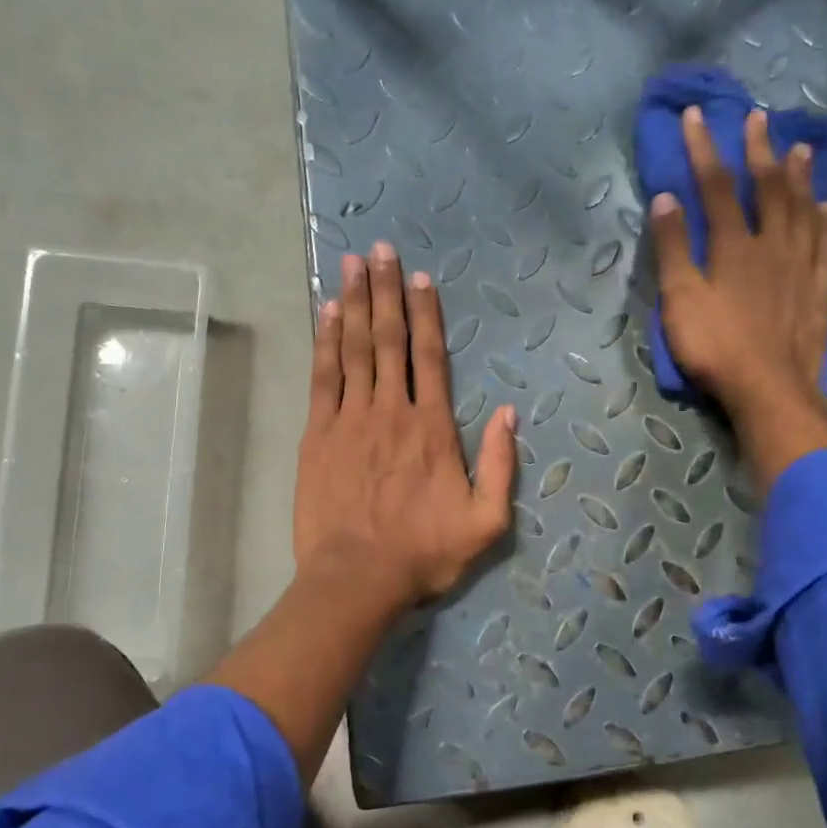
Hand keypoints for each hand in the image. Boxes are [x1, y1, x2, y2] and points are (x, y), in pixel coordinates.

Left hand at [294, 242, 516, 613]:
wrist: (357, 578)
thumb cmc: (424, 553)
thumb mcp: (486, 522)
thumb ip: (500, 466)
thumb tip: (508, 413)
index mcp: (432, 428)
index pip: (430, 357)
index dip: (426, 314)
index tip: (420, 278)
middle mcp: (391, 410)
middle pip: (389, 340)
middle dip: (385, 291)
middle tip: (379, 250)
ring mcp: (350, 419)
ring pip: (355, 349)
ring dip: (355, 304)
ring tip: (352, 265)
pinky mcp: (318, 435)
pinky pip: (323, 377)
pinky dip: (326, 342)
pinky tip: (328, 313)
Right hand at [649, 105, 826, 486]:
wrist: (768, 389)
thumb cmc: (715, 348)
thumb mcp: (680, 301)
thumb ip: (672, 250)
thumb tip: (665, 198)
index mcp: (733, 246)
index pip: (716, 187)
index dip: (704, 150)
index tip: (695, 116)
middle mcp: (772, 245)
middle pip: (768, 188)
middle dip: (758, 150)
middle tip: (757, 118)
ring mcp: (801, 267)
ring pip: (802, 209)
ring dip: (799, 176)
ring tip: (800, 147)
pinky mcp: (818, 290)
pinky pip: (825, 245)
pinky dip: (824, 221)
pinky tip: (826, 208)